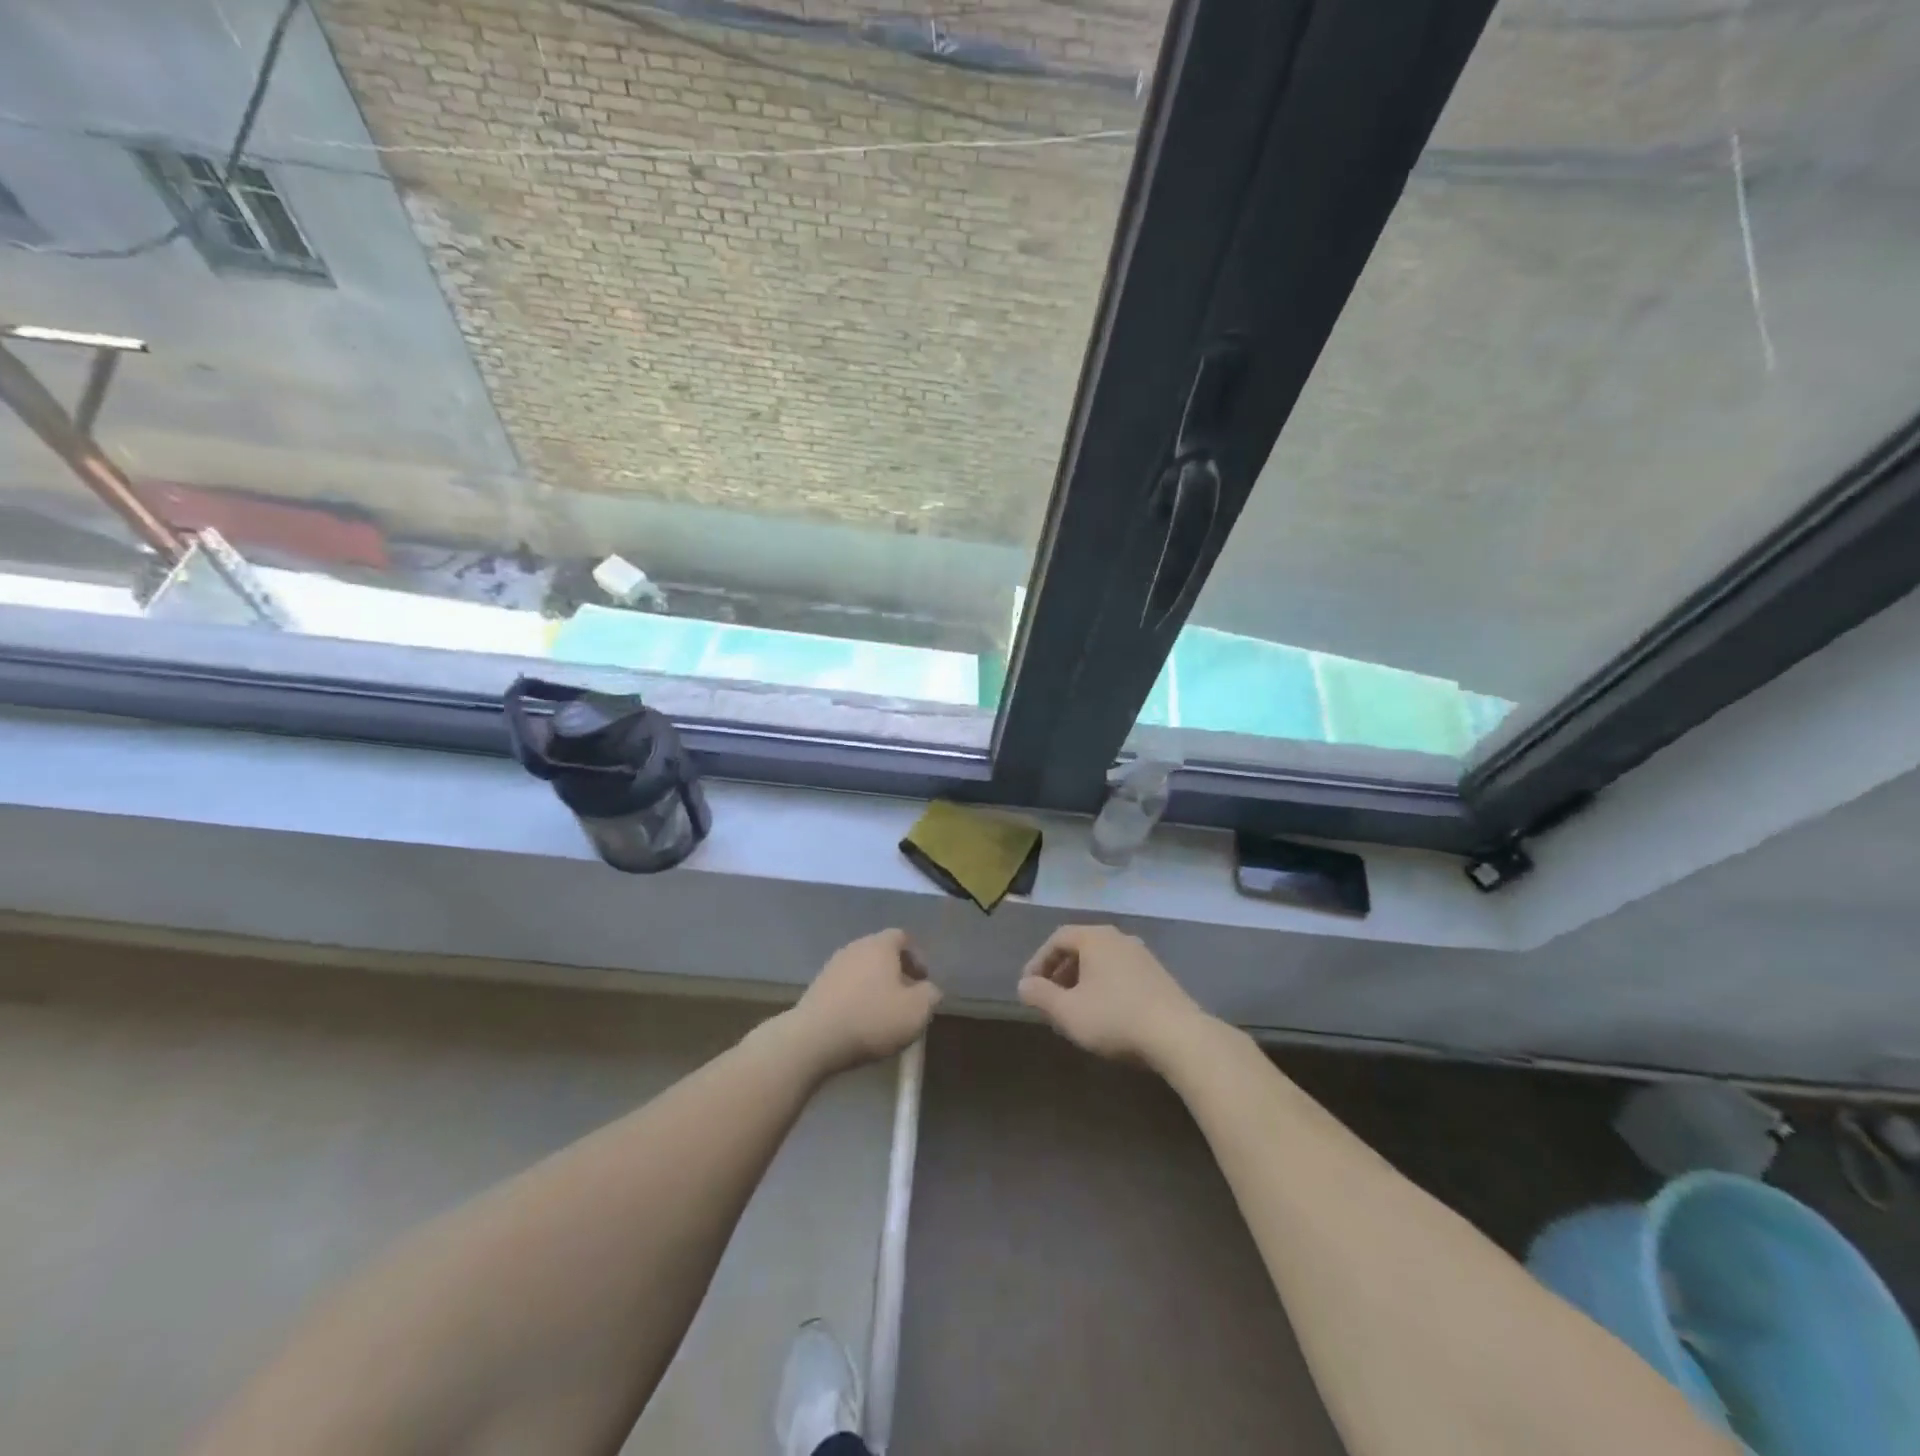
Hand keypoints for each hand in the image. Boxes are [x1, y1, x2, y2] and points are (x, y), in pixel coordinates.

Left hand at [785, 930, 940, 1074]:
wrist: (813, 1039)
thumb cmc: (872, 1019)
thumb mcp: (916, 1011)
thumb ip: (931, 995)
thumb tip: (929, 990)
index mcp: (880, 945)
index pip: (902, 937)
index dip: (917, 957)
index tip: (923, 982)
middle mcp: (855, 947)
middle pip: (881, 952)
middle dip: (896, 973)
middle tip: (906, 998)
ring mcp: (832, 966)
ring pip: (862, 970)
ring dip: (875, 986)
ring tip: (883, 1014)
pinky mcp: (816, 987)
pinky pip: (845, 986)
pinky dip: (856, 998)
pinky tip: (860, 1022)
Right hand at [1017, 924, 1207, 1067]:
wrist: (1178, 1036)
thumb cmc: (1115, 1018)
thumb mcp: (1068, 1012)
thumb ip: (1041, 995)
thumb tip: (1023, 984)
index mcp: (1095, 938)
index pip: (1058, 938)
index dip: (1038, 961)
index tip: (1030, 987)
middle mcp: (1119, 938)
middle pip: (1081, 947)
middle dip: (1060, 972)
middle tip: (1049, 998)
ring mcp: (1142, 955)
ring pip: (1102, 961)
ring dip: (1082, 980)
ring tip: (1074, 1008)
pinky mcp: (1159, 975)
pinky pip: (1120, 972)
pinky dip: (1104, 986)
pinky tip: (1104, 1013)